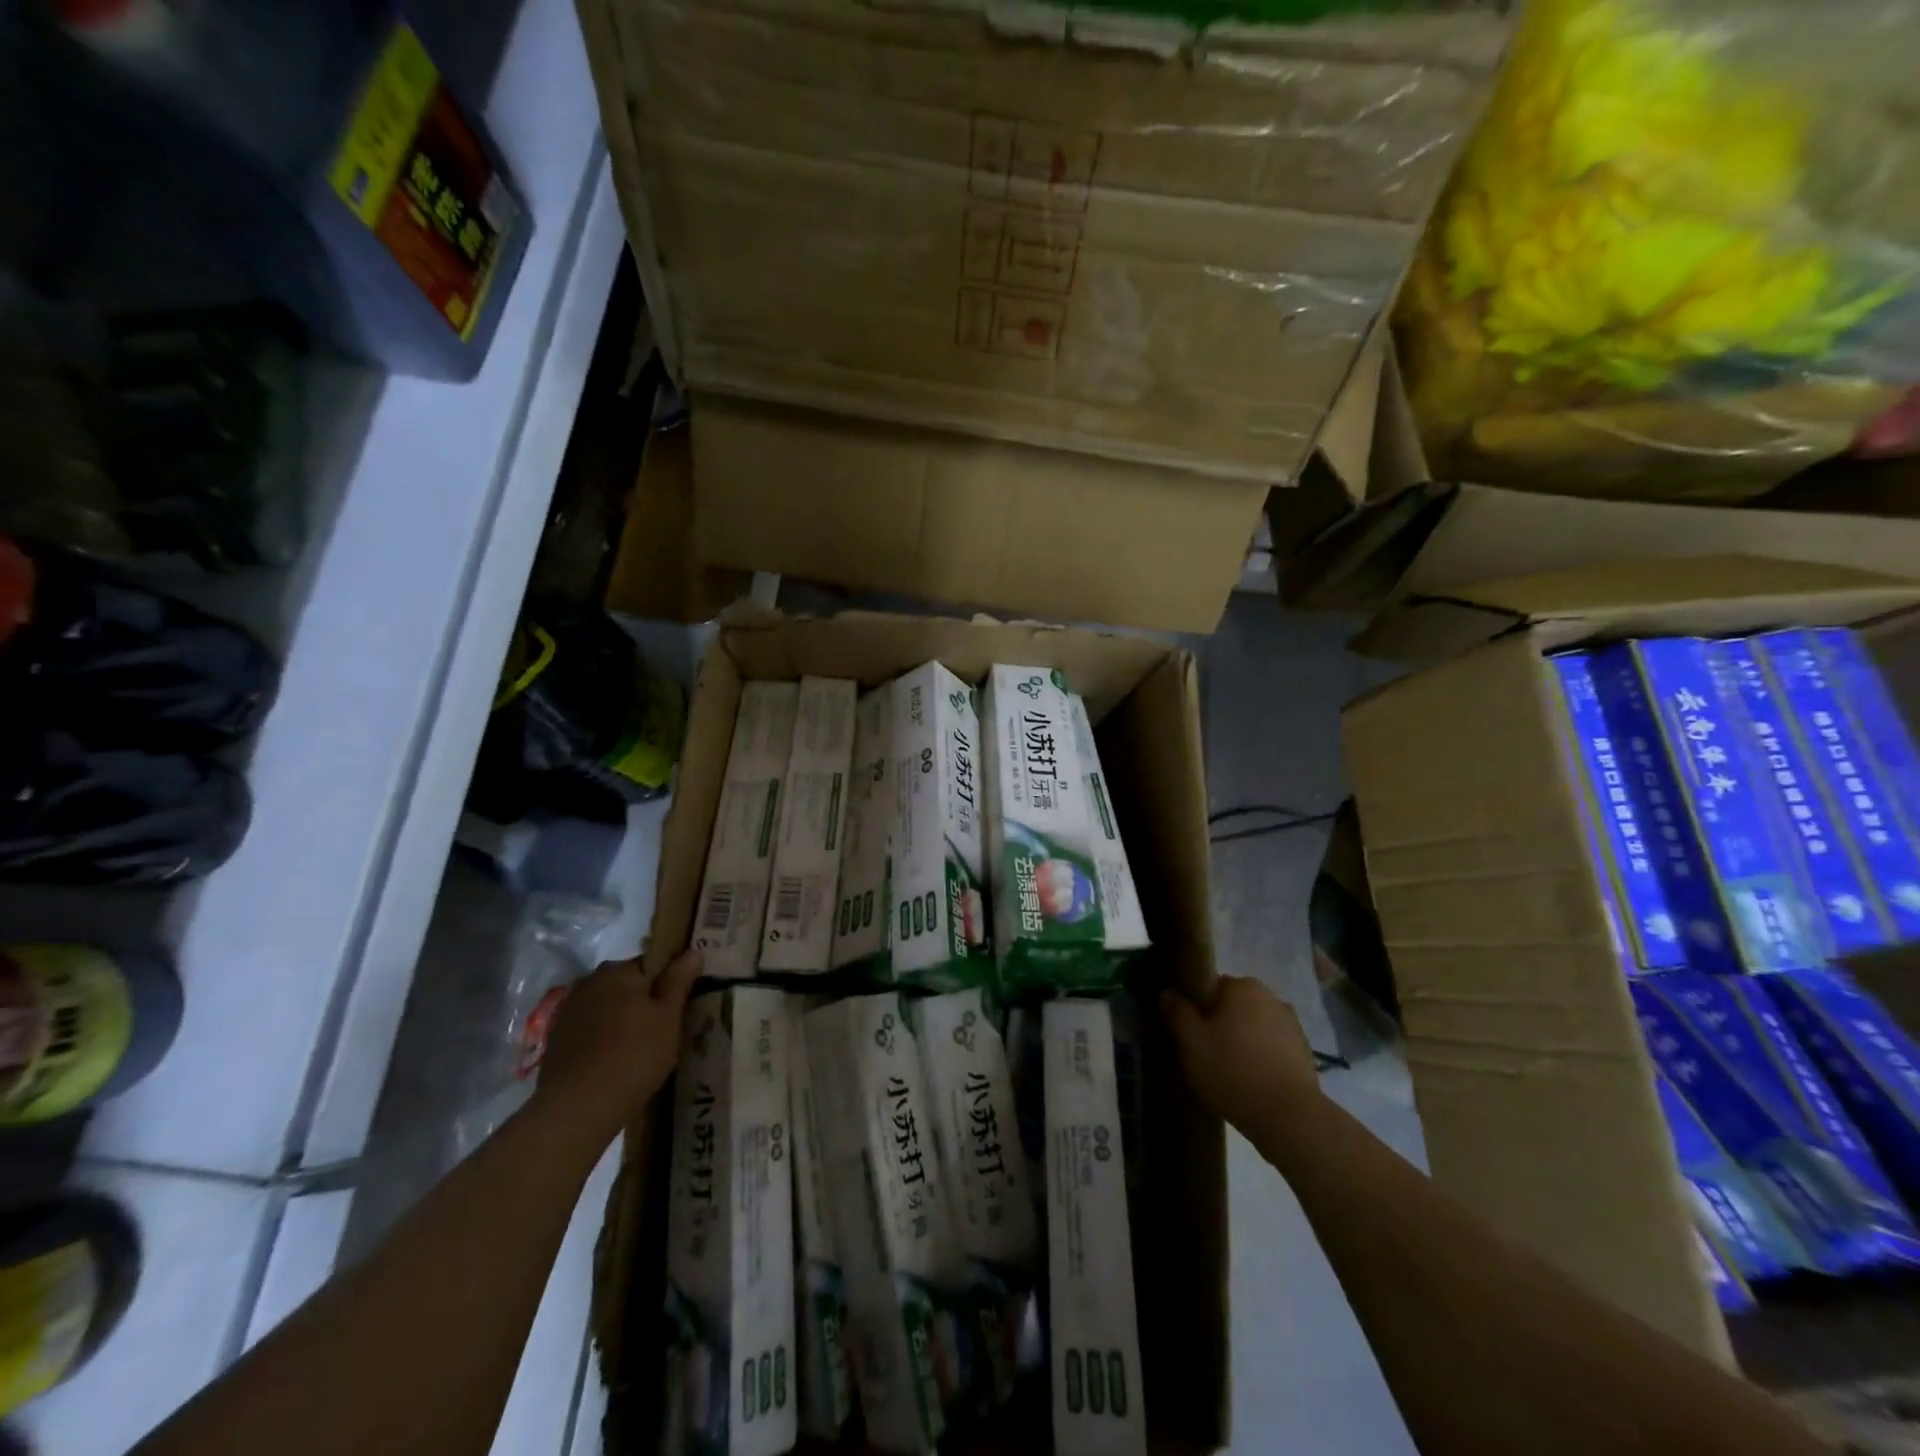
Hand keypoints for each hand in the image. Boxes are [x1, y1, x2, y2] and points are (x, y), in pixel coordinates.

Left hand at [533, 950, 701, 1145]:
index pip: (652, 963)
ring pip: (607, 1006)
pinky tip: (614, 1061)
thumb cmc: (634, 1055)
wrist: (577, 1107)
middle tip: (663, 1029)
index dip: (669, 982)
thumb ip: (679, 980)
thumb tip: (693, 951)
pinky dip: (603, 1037)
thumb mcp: (669, 1016)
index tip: (679, 1004)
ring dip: (622, 1019)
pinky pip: (590, 1028)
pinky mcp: (556, 1039)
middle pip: (627, 984)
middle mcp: (591, 981)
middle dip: (644, 1000)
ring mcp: (569, 1010)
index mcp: (620, 970)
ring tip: (639, 1048)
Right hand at [1161, 975, 1321, 1131]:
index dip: (1196, 1009)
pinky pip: (1272, 1050)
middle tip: (1204, 1055)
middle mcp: (1272, 998)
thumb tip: (1167, 992)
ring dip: (1242, 1043)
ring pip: (1254, 1029)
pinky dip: (1261, 1061)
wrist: (1290, 1119)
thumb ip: (1177, 1012)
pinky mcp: (1305, 1055)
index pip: (1211, 987)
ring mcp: (1292, 1027)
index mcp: (1243, 987)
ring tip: (1227, 1074)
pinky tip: (1250, 1085)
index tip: (1188, 1033)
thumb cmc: (1233, 1071)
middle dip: (1220, 1026)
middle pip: (1234, 1007)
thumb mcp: (1191, 1042)